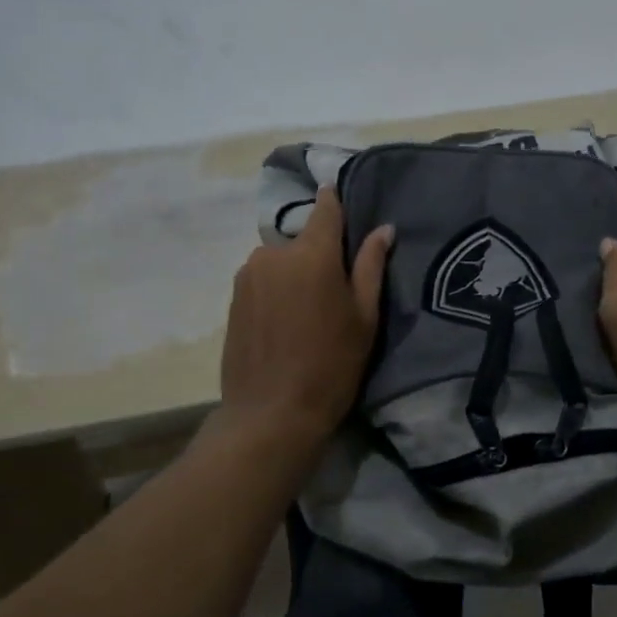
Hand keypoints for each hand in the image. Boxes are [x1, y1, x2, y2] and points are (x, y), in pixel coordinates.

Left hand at [219, 187, 392, 446]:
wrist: (271, 414)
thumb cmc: (331, 365)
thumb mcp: (364, 317)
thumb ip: (371, 266)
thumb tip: (383, 229)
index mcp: (312, 252)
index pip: (325, 207)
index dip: (336, 202)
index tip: (345, 205)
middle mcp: (274, 253)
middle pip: (302, 238)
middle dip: (319, 252)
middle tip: (335, 288)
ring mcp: (247, 274)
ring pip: (281, 260)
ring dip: (295, 272)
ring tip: (308, 311)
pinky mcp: (233, 297)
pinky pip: (263, 279)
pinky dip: (277, 290)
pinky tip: (286, 323)